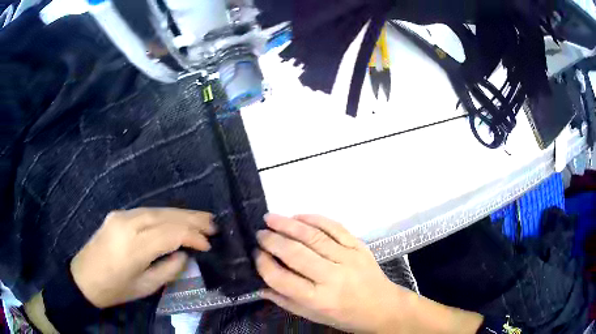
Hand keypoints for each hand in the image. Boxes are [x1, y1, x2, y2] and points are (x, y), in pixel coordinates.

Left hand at [70, 208, 215, 308]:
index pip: (170, 233)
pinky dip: (166, 215)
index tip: (208, 245)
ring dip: (181, 214)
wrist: (84, 277)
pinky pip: (147, 212)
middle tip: (213, 223)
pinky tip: (176, 219)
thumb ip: (168, 269)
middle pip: (165, 216)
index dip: (192, 237)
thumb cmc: (115, 289)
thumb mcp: (144, 287)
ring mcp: (121, 215)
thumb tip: (184, 254)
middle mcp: (128, 223)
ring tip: (201, 218)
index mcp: (134, 246)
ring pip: (157, 210)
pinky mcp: (118, 214)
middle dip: (192, 219)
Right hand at [254, 214, 409, 332]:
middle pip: (295, 253)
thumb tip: (258, 284)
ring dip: (288, 224)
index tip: (255, 254)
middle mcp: (333, 277)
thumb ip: (285, 300)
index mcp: (319, 300)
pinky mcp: (359, 246)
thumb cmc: (345, 316)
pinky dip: (314, 219)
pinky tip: (298, 216)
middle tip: (259, 233)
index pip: (282, 279)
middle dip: (272, 240)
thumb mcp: (313, 315)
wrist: (383, 307)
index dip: (264, 264)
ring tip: (270, 218)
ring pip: (313, 236)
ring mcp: (348, 258)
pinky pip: (334, 227)